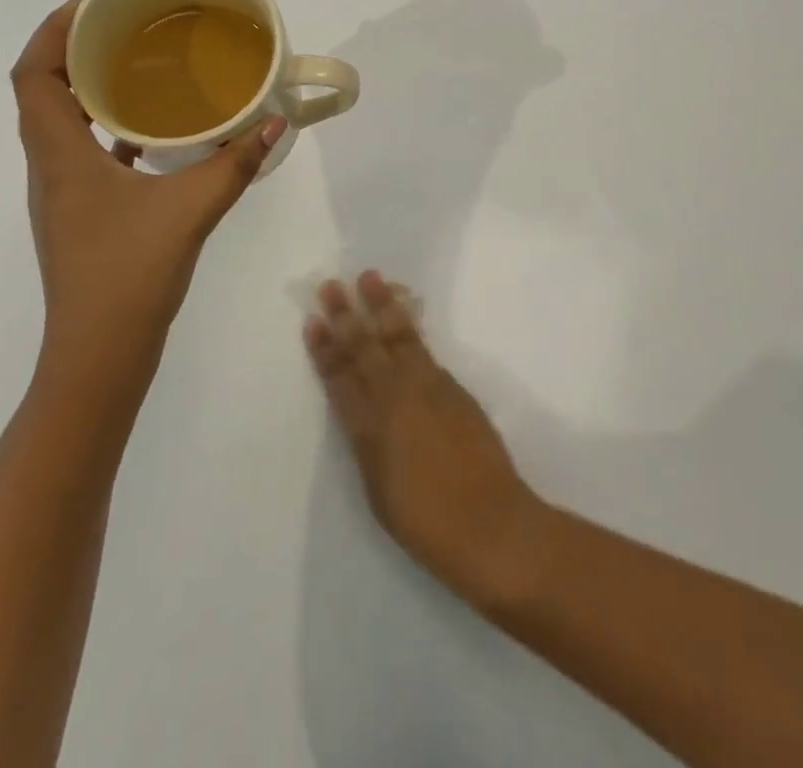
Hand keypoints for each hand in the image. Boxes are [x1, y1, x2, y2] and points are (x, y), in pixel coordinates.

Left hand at [13, 0, 286, 359]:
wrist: (98, 356)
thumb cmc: (130, 274)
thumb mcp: (191, 209)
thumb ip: (235, 163)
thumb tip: (276, 121)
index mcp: (60, 156)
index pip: (32, 76)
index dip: (51, 32)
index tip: (93, 6)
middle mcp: (50, 167)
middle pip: (42, 93)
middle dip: (74, 52)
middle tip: (125, 29)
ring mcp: (62, 194)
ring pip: (61, 124)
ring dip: (89, 91)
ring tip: (139, 69)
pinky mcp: (80, 214)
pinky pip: (85, 154)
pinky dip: (108, 131)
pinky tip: (152, 135)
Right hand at [304, 272, 544, 610]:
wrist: (490, 524)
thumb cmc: (427, 524)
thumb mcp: (379, 490)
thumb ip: (367, 443)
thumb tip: (362, 411)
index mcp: (369, 428)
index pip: (340, 379)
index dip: (325, 350)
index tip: (313, 322)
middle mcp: (396, 398)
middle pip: (365, 348)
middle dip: (346, 316)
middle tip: (331, 285)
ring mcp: (428, 387)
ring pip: (398, 337)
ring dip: (381, 306)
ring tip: (369, 278)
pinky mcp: (453, 387)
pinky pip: (423, 347)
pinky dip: (409, 326)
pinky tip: (402, 314)